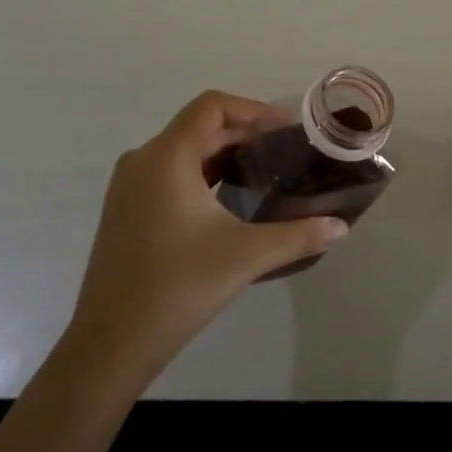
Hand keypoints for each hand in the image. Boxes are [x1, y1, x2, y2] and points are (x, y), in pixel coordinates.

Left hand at [64, 91, 348, 388]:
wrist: (109, 345)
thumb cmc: (177, 288)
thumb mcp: (245, 256)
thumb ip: (297, 235)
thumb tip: (341, 227)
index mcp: (167, 156)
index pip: (212, 106)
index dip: (252, 109)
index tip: (286, 128)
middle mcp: (142, 160)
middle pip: (199, 127)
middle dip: (244, 134)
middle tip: (284, 153)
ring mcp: (128, 185)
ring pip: (183, 150)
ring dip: (222, 154)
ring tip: (263, 173)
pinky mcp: (124, 209)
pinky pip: (168, 172)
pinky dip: (201, 173)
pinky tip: (227, 201)